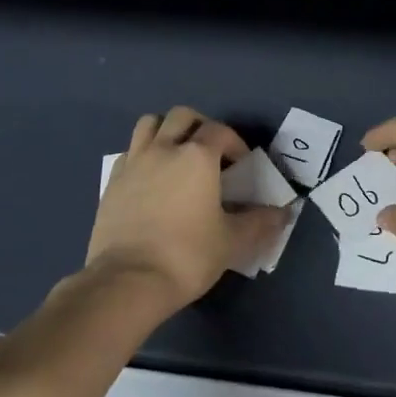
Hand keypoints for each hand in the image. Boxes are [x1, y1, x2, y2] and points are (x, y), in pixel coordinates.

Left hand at [86, 107, 287, 310]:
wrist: (128, 280)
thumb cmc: (187, 256)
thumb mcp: (232, 242)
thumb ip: (259, 223)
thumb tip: (283, 213)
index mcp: (196, 156)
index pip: (220, 131)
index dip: (235, 142)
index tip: (242, 164)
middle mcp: (164, 148)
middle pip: (182, 116)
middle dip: (200, 126)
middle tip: (210, 153)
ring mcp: (134, 161)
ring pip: (149, 124)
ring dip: (166, 131)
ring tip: (177, 155)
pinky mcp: (112, 180)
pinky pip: (129, 152)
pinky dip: (142, 155)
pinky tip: (150, 179)